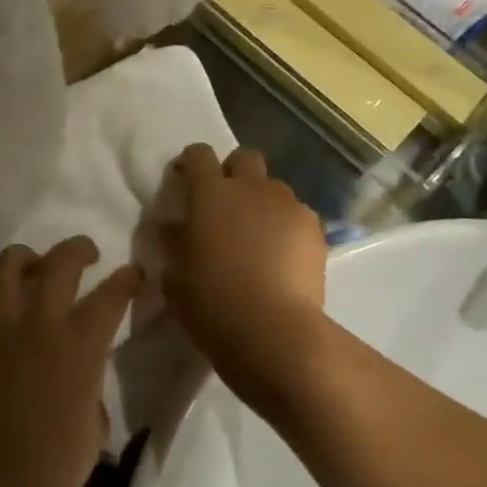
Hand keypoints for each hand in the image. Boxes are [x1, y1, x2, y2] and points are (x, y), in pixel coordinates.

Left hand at [0, 237, 139, 486]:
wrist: (4, 482)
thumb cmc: (62, 459)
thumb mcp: (96, 412)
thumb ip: (92, 373)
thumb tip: (84, 362)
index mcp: (82, 342)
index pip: (113, 293)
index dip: (129, 278)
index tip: (135, 274)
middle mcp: (41, 322)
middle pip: (60, 262)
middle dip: (77, 248)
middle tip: (84, 253)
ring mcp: (0, 328)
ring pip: (5, 267)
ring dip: (21, 258)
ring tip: (30, 263)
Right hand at [161, 144, 335, 416]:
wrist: (274, 332)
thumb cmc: (212, 303)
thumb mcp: (176, 276)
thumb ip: (173, 243)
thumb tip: (171, 227)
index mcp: (210, 194)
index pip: (198, 154)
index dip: (190, 163)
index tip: (185, 181)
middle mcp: (251, 188)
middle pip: (244, 158)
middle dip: (233, 173)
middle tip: (225, 205)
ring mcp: (287, 205)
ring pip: (273, 188)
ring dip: (262, 202)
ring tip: (257, 237)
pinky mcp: (315, 228)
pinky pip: (296, 215)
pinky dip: (287, 227)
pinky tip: (282, 257)